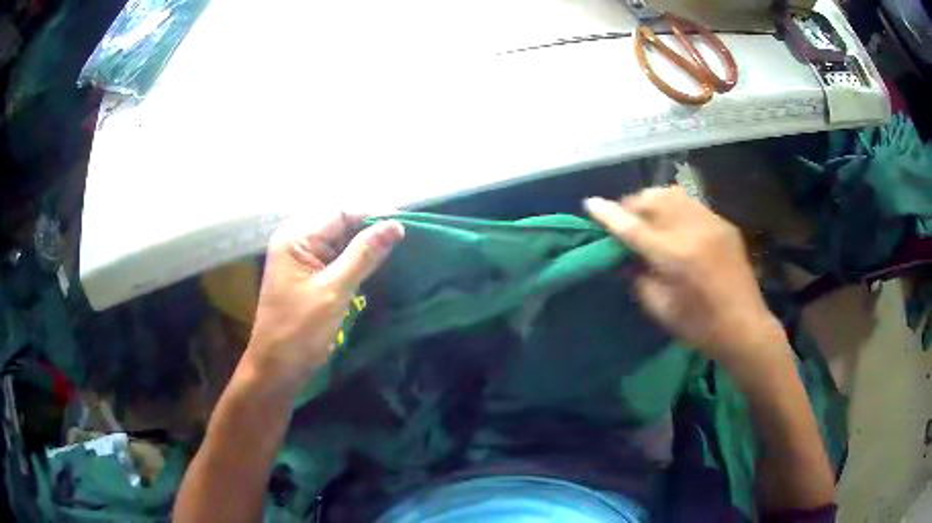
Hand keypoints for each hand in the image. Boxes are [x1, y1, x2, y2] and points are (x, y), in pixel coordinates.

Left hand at [241, 212, 403, 391]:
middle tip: (405, 237)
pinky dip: (357, 260)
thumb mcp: (334, 290)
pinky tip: (377, 265)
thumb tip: (396, 225)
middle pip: (340, 223)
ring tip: (397, 249)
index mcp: (295, 237)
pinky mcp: (309, 276)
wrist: (277, 369)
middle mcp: (296, 241)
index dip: (373, 214)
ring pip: (340, 241)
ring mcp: (302, 259)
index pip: (340, 212)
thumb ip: (364, 254)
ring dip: (366, 245)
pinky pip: (336, 259)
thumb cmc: (300, 331)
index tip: (406, 224)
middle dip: (371, 228)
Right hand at [585, 187, 786, 368]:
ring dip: (653, 201)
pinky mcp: (723, 224)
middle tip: (624, 219)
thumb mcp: (661, 309)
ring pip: (673, 194)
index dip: (609, 214)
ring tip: (647, 215)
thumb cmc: (700, 327)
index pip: (634, 228)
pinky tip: (673, 223)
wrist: (745, 326)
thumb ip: (638, 279)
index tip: (590, 203)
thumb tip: (625, 257)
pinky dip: (674, 207)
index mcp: (675, 256)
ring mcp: (712, 223)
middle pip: (653, 200)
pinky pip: (691, 204)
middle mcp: (693, 230)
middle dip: (632, 204)